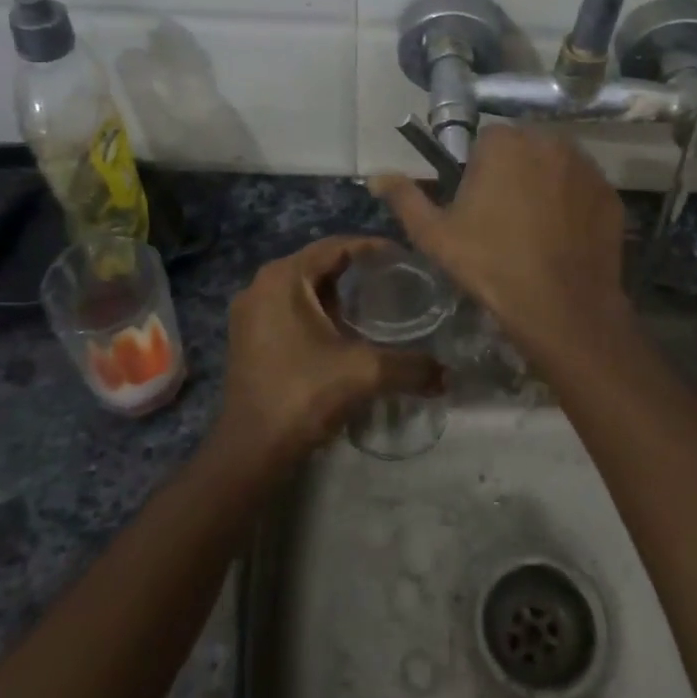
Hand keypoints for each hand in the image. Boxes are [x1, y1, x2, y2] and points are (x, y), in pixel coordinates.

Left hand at [214, 237, 440, 471]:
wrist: (251, 450)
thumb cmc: (303, 394)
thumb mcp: (364, 373)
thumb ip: (411, 366)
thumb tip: (448, 375)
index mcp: (283, 278)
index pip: (336, 246)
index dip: (373, 248)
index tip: (406, 258)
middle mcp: (261, 285)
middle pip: (318, 265)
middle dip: (357, 272)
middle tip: (396, 283)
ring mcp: (250, 313)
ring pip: (304, 290)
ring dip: (337, 296)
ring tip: (376, 307)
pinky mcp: (248, 339)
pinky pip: (290, 311)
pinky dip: (318, 314)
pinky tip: (345, 334)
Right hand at [371, 128, 631, 361]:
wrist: (561, 306)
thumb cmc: (490, 265)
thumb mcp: (434, 235)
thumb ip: (405, 198)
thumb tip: (376, 177)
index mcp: (504, 143)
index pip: (486, 140)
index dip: (477, 171)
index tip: (476, 205)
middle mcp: (549, 141)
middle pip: (523, 149)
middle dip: (512, 172)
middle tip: (503, 218)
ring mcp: (586, 167)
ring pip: (555, 166)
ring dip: (543, 184)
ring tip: (534, 229)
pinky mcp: (610, 193)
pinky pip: (582, 188)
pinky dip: (572, 203)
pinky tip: (562, 237)